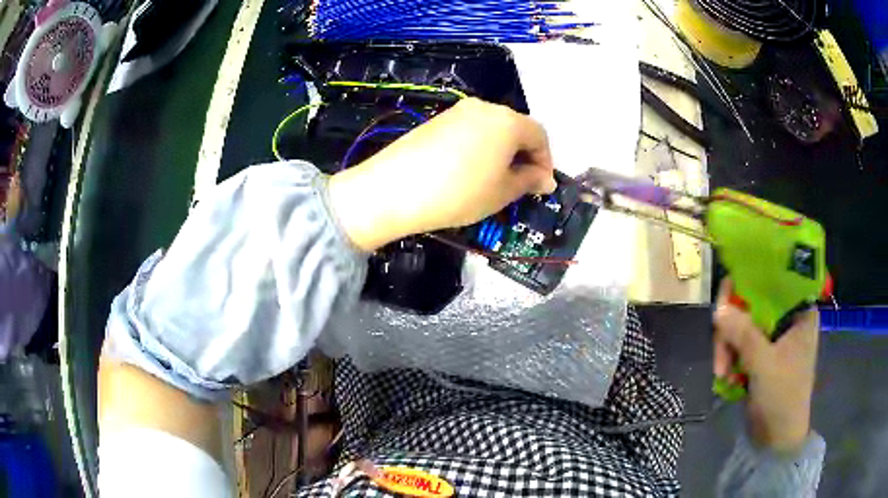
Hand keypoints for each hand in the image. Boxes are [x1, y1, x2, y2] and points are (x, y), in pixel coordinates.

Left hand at [328, 98, 556, 250]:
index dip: (546, 162)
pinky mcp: (437, 120)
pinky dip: (479, 148)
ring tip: (494, 180)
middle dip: (524, 155)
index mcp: (508, 121)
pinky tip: (468, 171)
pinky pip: (470, 131)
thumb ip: (528, 181)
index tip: (541, 186)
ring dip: (502, 152)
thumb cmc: (459, 192)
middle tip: (520, 185)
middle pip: (516, 128)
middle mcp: (484, 108)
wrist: (393, 189)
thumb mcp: (502, 192)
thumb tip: (544, 179)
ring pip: (492, 129)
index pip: (540, 136)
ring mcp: (457, 111)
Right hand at [713, 278, 818, 453]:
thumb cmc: (782, 396)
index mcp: (800, 312)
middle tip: (720, 352)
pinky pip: (740, 343)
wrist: (777, 438)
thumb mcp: (764, 364)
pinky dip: (730, 357)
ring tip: (721, 372)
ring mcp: (774, 337)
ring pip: (743, 325)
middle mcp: (788, 318)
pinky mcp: (761, 354)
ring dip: (728, 347)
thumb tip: (717, 309)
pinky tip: (725, 375)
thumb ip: (744, 335)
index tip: (727, 300)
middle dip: (733, 328)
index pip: (774, 281)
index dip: (750, 284)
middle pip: (754, 304)